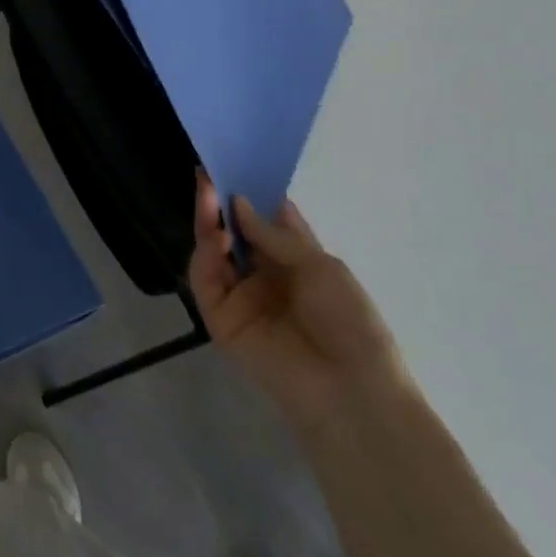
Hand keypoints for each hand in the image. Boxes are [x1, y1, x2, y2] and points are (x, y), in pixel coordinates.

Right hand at [188, 176, 408, 437]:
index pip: (267, 222)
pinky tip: (214, 233)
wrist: (350, 390)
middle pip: (235, 233)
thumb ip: (274, 235)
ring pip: (214, 252)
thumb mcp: (320, 266)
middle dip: (222, 204)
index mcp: (296, 264)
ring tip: (206, 193)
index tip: (237, 167)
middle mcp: (265, 277)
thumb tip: (236, 202)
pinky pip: (205, 280)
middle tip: (208, 174)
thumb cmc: (350, 322)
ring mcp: (240, 297)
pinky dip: (205, 254)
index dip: (252, 196)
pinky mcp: (220, 319)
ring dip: (208, 221)